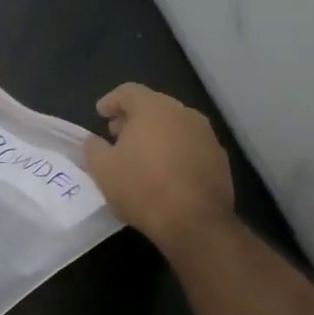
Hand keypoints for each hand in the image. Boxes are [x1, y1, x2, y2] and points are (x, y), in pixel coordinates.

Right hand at [82, 83, 233, 257]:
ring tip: (140, 155)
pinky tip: (164, 172)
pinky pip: (190, 145)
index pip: (128, 91)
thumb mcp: (102, 168)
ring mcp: (206, 135)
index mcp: (153, 108)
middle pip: (153, 105)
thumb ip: (93, 147)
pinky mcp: (220, 158)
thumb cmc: (142, 187)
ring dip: (155, 134)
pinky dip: (174, 150)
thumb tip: (96, 141)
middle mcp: (183, 113)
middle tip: (117, 135)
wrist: (195, 223)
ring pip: (174, 125)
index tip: (100, 114)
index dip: (111, 101)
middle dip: (133, 117)